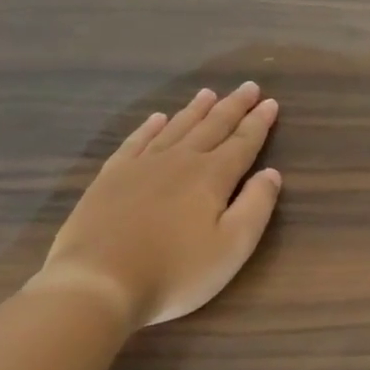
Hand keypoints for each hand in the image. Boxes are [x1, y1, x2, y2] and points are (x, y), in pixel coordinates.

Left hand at [32, 83, 281, 326]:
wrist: (98, 282)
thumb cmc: (176, 271)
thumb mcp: (233, 247)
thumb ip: (256, 206)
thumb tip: (271, 173)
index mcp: (212, 176)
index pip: (243, 143)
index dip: (259, 123)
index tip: (270, 102)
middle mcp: (179, 161)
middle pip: (212, 127)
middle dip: (233, 107)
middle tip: (248, 87)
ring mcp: (141, 166)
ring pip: (175, 128)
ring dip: (195, 110)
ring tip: (209, 93)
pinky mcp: (111, 178)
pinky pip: (136, 141)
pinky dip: (150, 127)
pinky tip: (157, 118)